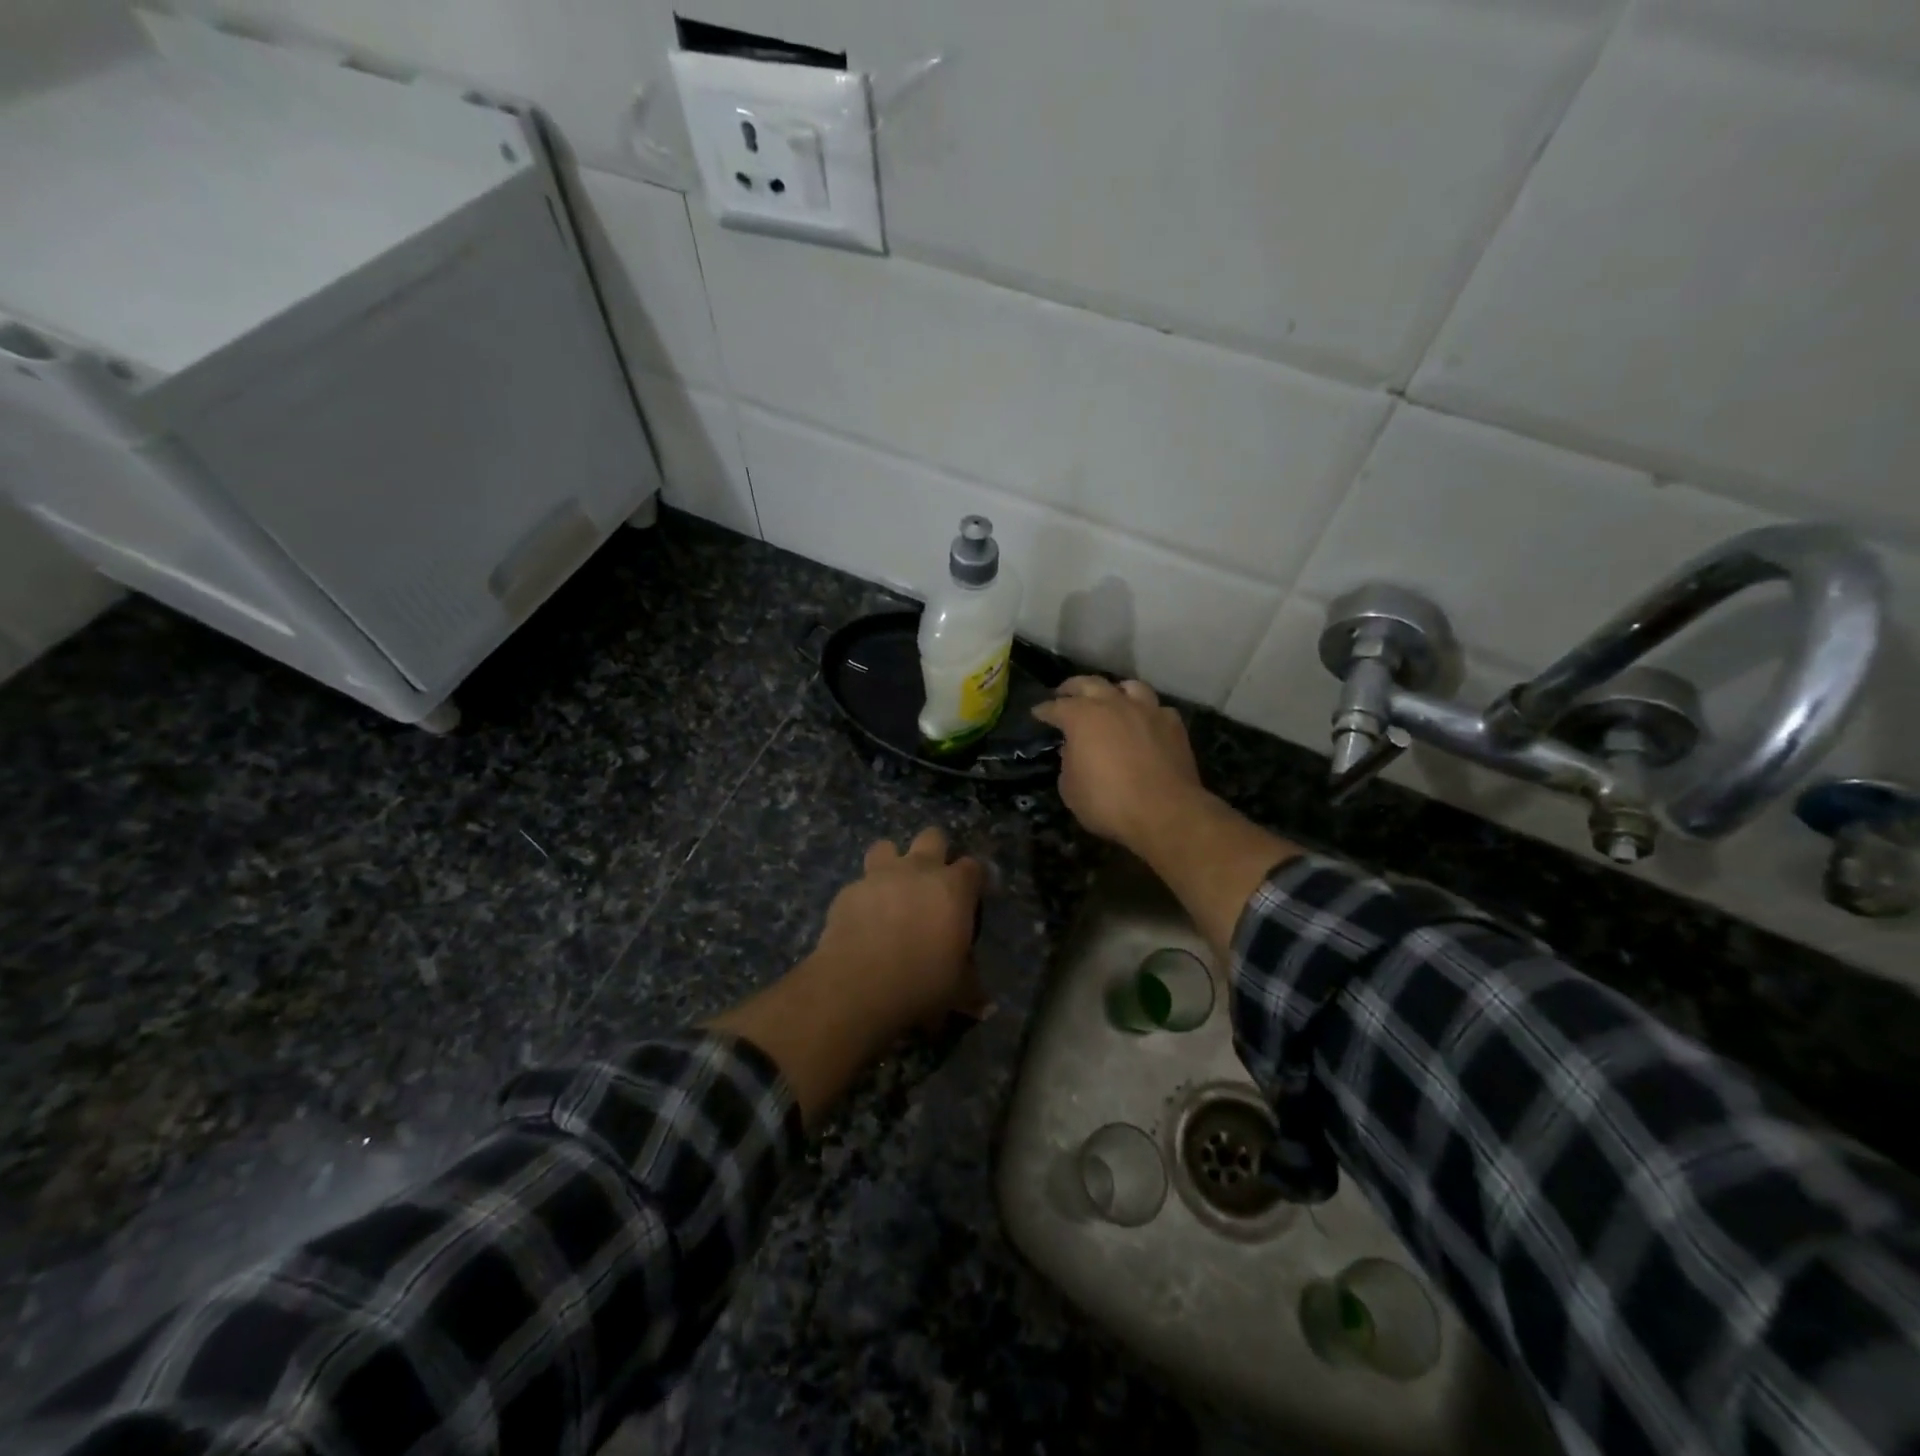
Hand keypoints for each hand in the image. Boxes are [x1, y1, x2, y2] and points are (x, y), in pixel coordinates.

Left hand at [710, 828, 986, 1126]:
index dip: (972, 880)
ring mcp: (879, 875)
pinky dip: (862, 897)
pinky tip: (861, 920)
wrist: (859, 984)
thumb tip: (985, 1004)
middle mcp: (918, 870)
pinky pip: (859, 884)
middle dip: (934, 851)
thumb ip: (971, 988)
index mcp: (953, 888)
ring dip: (891, 862)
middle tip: (931, 883)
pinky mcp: (848, 890)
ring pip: (886, 846)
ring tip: (890, 890)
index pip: (973, 867)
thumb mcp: (957, 990)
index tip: (970, 897)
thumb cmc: (922, 982)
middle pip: (932, 837)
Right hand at [1032, 677, 1205, 851]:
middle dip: (1073, 687)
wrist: (1165, 812)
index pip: (1056, 707)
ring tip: (1110, 699)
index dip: (1044, 710)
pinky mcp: (1173, 724)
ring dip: (1115, 691)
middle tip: (1065, 693)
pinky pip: (1156, 709)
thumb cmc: (1108, 803)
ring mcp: (1147, 710)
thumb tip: (1074, 751)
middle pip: (1090, 683)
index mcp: (1082, 717)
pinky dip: (1146, 713)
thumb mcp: (1071, 789)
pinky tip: (1144, 723)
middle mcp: (1114, 704)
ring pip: (1129, 686)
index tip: (1038, 712)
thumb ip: (1068, 764)